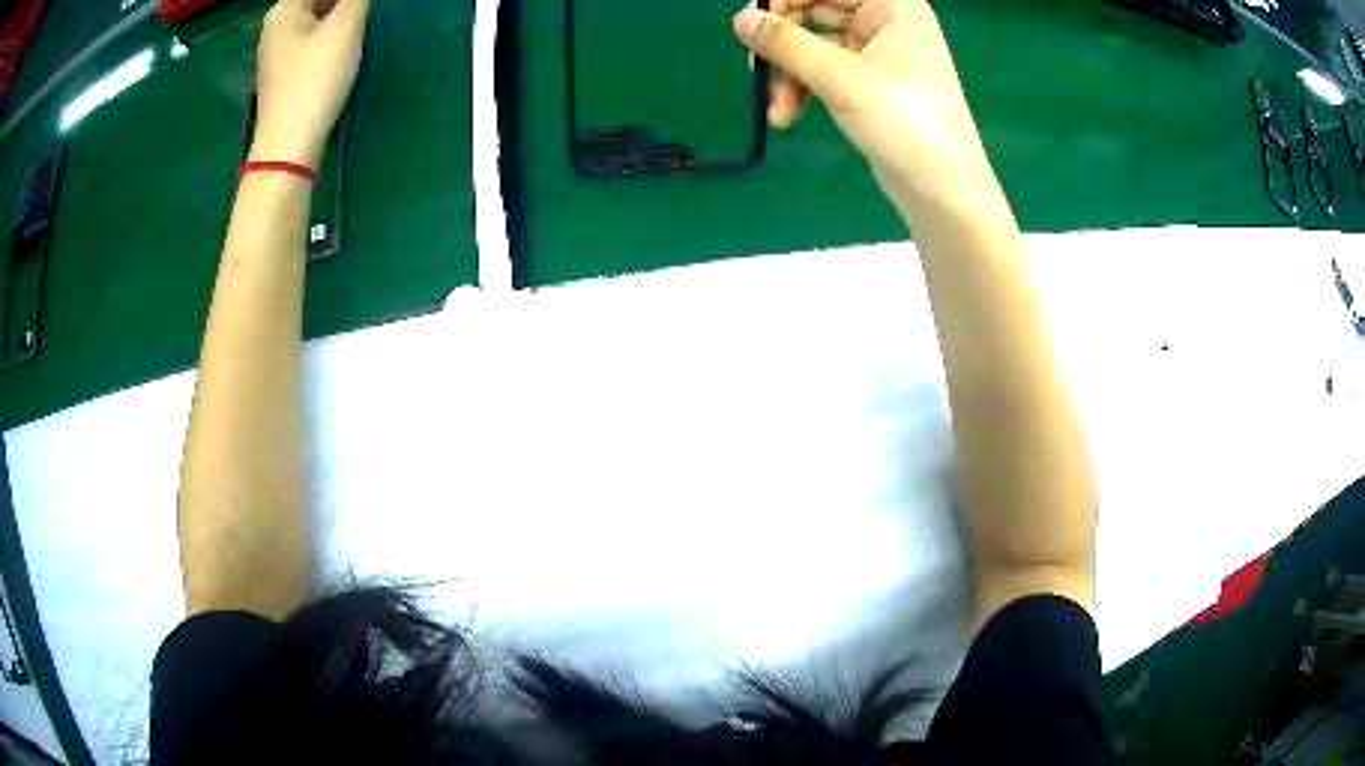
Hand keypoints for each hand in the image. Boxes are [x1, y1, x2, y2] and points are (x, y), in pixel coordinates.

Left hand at [250, 0, 370, 167]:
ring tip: (360, 24)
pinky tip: (344, 45)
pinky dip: (330, 33)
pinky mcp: (285, 72)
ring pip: (316, 16)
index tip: (362, 8)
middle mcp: (276, 26)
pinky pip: (312, 37)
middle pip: (316, 0)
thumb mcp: (344, 29)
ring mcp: (277, 51)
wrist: (288, 146)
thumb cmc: (314, 81)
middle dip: (344, 3)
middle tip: (364, 14)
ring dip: (340, 15)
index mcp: (285, 9)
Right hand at [734, 0, 995, 215]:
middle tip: (754, 67)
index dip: (783, 1)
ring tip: (776, 109)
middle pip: (815, 11)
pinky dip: (804, 89)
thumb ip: (786, 43)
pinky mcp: (870, 83)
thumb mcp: (840, 77)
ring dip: (789, 74)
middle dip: (783, 42)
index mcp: (892, 5)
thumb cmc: (904, 122)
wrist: (943, 191)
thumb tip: (741, 20)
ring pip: (815, 45)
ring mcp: (879, 53)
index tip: (749, 26)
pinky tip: (788, 116)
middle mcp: (886, 21)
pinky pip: (825, 71)